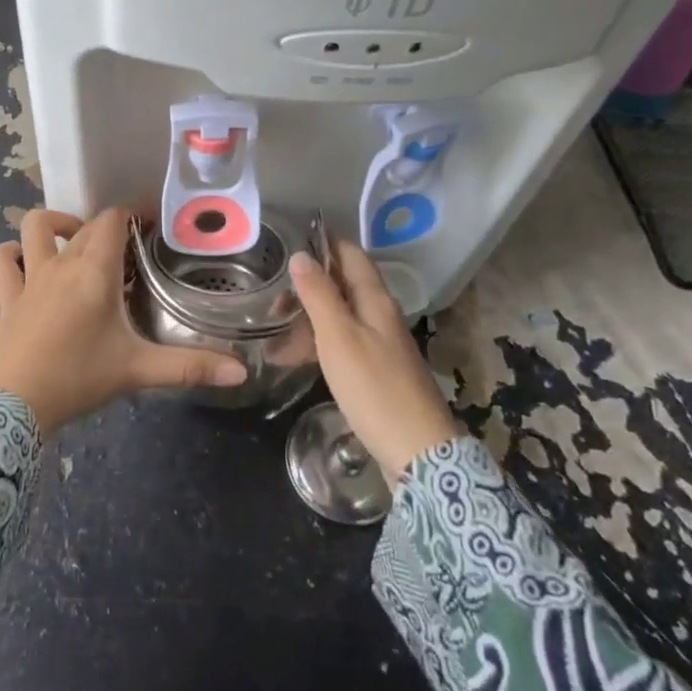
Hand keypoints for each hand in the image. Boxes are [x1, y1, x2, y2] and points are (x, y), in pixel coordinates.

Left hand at [0, 208, 246, 433]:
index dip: (133, 214)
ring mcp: (29, 277)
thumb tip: (240, 373)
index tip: (152, 226)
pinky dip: (11, 254)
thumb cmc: (77, 378)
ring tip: (74, 242)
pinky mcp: (6, 296)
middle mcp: (61, 264)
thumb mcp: (137, 371)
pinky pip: (2, 261)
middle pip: (84, 226)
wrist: (12, 405)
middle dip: (107, 228)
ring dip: (54, 225)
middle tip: (128, 251)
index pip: (113, 219)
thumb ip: (190, 368)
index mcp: (94, 271)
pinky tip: (24, 264)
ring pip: (34, 227)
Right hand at [290, 241, 459, 481]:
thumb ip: (319, 296)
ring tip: (275, 324)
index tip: (294, 237)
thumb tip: (302, 255)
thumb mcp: (339, 338)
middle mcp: (381, 317)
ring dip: (310, 316)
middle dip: (310, 283)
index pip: (352, 256)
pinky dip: (318, 343)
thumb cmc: (374, 389)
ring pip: (341, 317)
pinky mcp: (377, 373)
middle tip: (273, 291)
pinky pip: (343, 344)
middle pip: (345, 286)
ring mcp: (381, 346)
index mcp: (376, 302)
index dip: (326, 243)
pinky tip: (296, 357)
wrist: (418, 453)